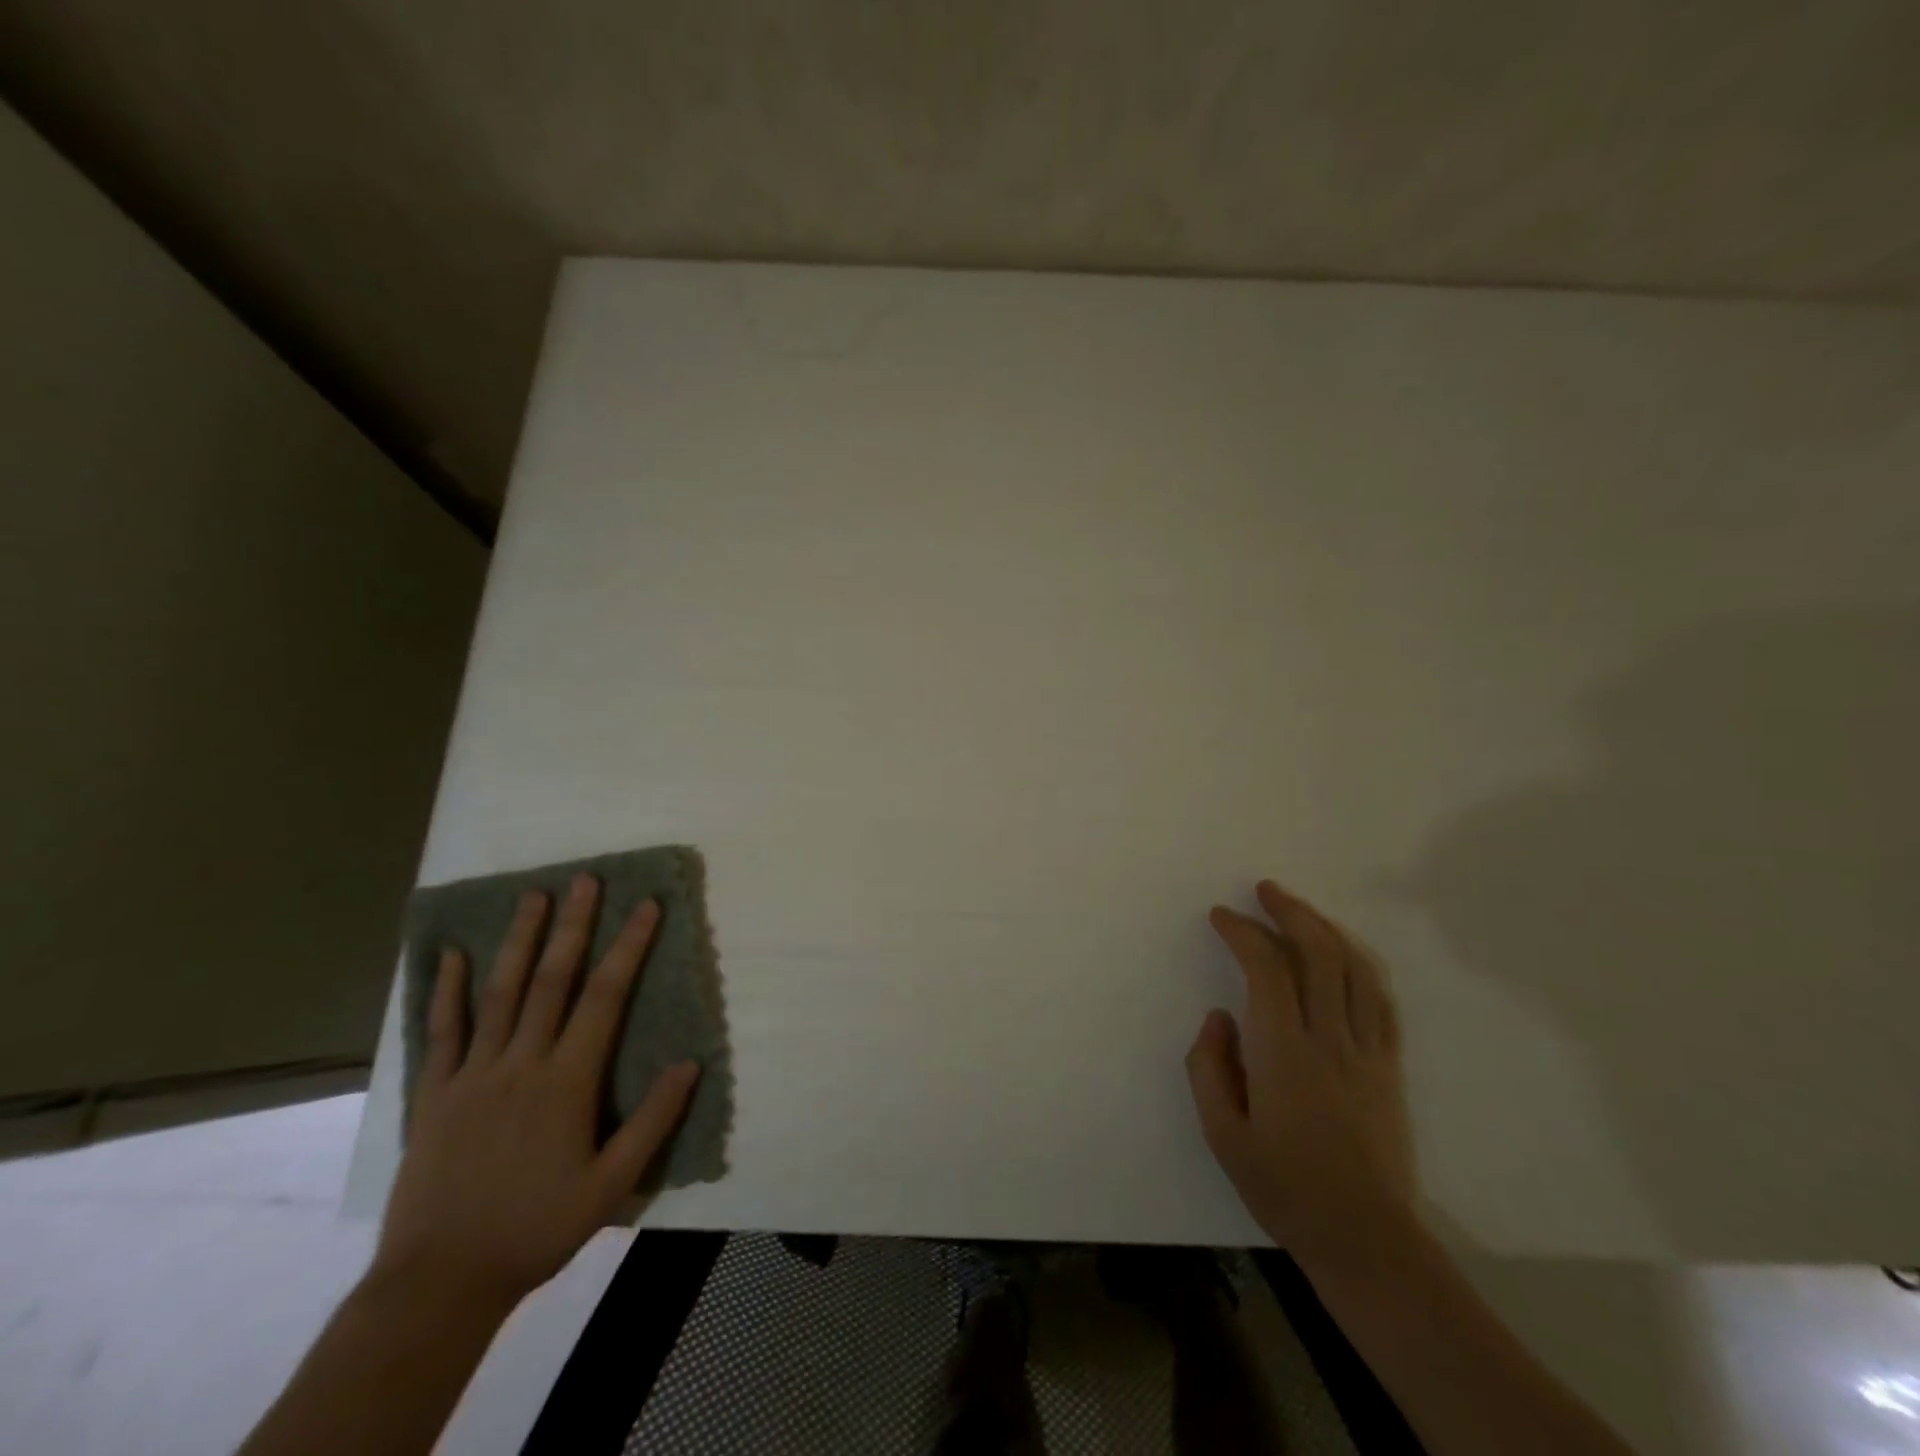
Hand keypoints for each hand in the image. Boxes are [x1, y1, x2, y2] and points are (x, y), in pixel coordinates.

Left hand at [374, 873, 699, 1307]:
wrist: (439, 1282)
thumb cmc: (536, 1228)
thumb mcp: (611, 1184)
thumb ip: (653, 1120)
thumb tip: (691, 1062)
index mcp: (567, 1081)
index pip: (606, 996)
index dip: (629, 946)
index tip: (646, 906)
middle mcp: (521, 1063)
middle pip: (552, 980)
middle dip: (573, 925)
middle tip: (585, 879)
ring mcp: (473, 1074)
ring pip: (499, 993)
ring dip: (518, 940)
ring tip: (532, 896)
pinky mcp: (434, 1094)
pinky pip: (442, 1032)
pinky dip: (447, 991)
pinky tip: (451, 956)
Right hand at [1186, 879, 1416, 1272]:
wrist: (1365, 1239)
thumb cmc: (1283, 1186)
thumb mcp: (1222, 1134)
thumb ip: (1209, 1067)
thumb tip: (1218, 1017)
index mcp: (1284, 1052)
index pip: (1266, 968)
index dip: (1243, 932)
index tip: (1221, 916)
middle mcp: (1329, 1039)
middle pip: (1318, 952)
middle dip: (1289, 911)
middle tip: (1263, 890)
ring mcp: (1366, 1051)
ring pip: (1354, 968)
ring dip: (1325, 928)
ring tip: (1298, 909)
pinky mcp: (1388, 1067)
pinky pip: (1379, 1000)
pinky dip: (1358, 965)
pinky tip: (1342, 956)